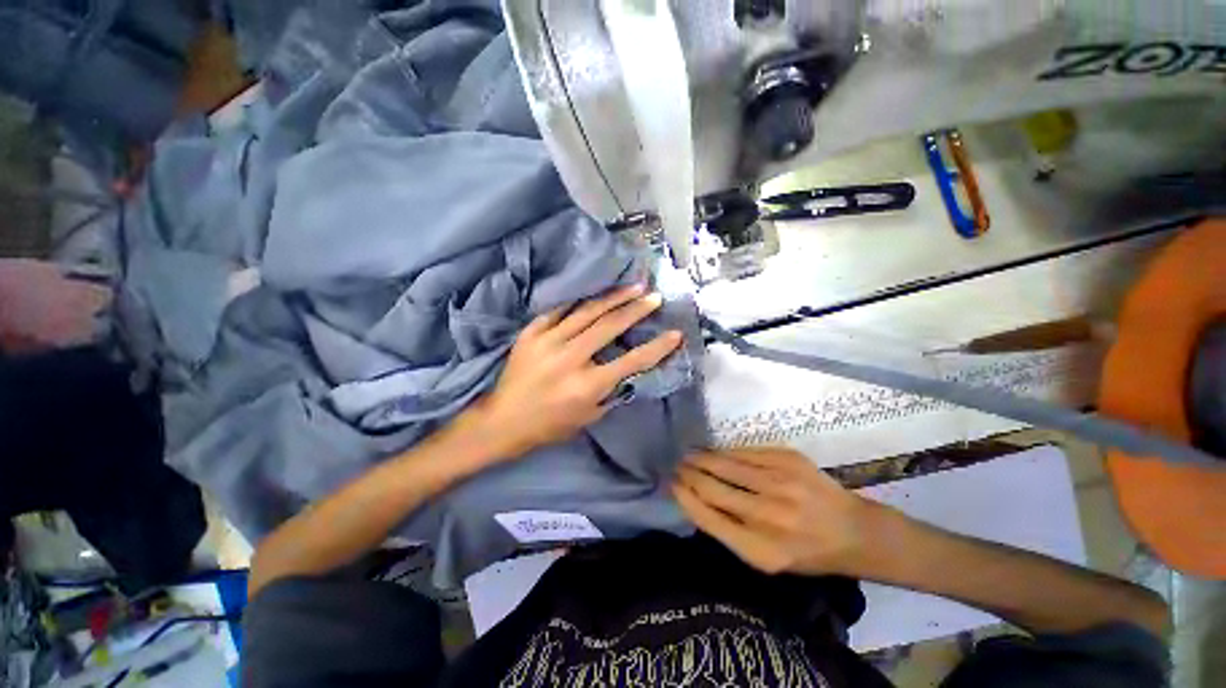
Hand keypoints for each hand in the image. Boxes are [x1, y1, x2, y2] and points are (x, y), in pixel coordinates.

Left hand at [468, 284, 682, 459]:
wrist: (503, 420)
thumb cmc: (549, 425)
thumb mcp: (589, 417)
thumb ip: (612, 392)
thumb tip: (631, 371)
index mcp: (587, 385)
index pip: (632, 362)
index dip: (657, 347)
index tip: (675, 333)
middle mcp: (571, 359)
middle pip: (610, 326)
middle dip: (637, 309)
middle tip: (655, 296)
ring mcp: (548, 341)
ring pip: (587, 312)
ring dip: (613, 297)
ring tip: (633, 286)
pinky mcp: (531, 333)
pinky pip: (559, 310)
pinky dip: (579, 301)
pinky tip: (594, 293)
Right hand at [673, 448, 877, 575]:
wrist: (853, 530)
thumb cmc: (805, 551)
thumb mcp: (766, 558)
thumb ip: (730, 532)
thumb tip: (694, 498)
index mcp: (762, 549)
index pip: (708, 518)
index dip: (685, 498)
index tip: (671, 484)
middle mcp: (770, 515)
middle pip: (713, 487)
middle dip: (689, 474)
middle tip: (676, 466)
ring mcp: (781, 482)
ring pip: (725, 464)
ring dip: (702, 458)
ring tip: (689, 455)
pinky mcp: (788, 458)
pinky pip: (744, 452)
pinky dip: (725, 452)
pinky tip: (715, 451)